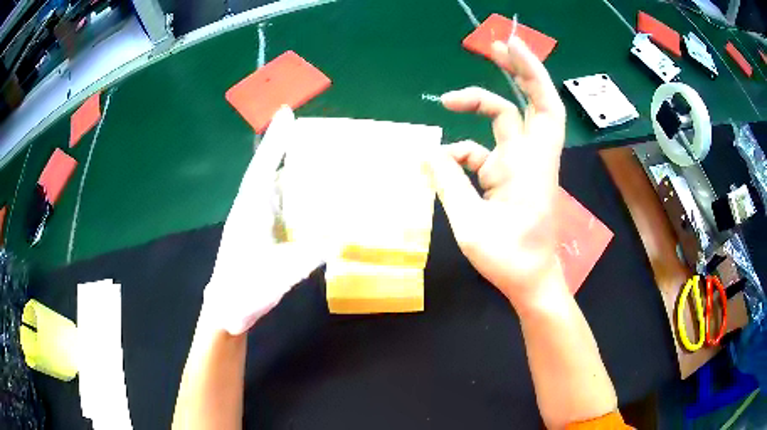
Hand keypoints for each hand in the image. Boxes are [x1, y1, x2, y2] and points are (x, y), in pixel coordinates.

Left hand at [203, 106, 325, 334]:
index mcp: (250, 211)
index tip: (287, 112)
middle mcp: (252, 208)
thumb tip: (341, 239)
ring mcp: (255, 220)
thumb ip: (308, 257)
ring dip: (291, 169)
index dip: (276, 140)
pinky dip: (294, 194)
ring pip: (274, 186)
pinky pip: (279, 204)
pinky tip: (309, 196)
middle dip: (286, 148)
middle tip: (311, 132)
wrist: (226, 310)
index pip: (264, 167)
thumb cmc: (245, 290)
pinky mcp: (261, 232)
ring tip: (316, 157)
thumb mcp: (278, 275)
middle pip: (269, 169)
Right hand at [426, 37, 567, 312]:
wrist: (529, 281)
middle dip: (516, 72)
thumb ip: (448, 184)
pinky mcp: (509, 176)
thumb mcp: (470, 224)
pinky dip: (464, 150)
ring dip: (478, 107)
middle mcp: (530, 158)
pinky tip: (440, 160)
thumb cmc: (509, 258)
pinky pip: (485, 151)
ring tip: (447, 101)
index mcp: (530, 165)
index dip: (531, 73)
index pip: (541, 108)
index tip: (509, 48)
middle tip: (492, 48)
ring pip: (504, 123)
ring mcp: (520, 166)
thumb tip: (426, 153)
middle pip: (531, 103)